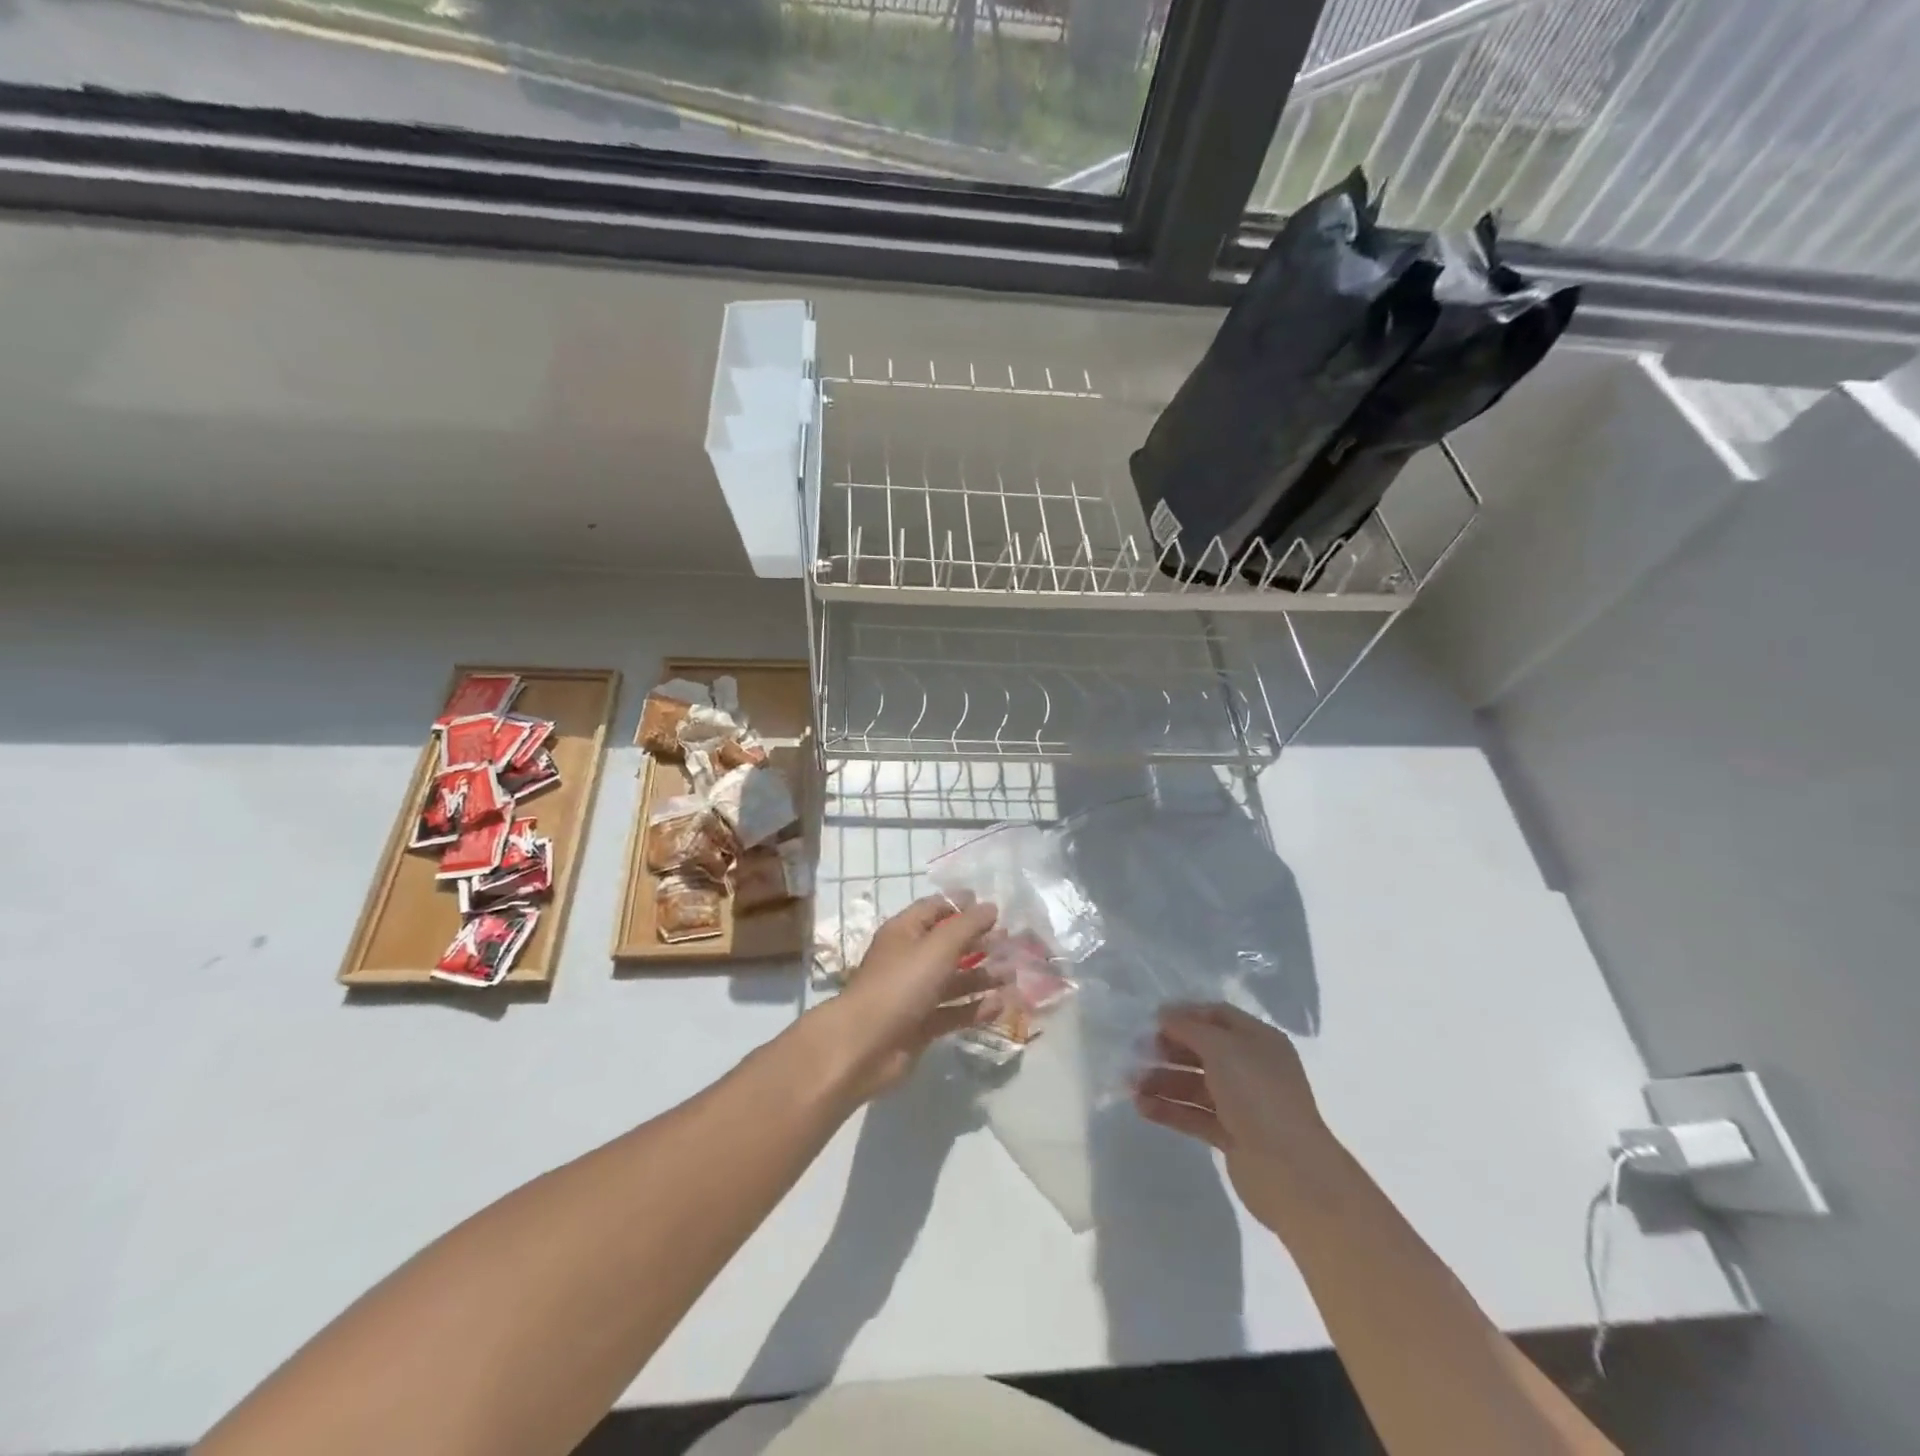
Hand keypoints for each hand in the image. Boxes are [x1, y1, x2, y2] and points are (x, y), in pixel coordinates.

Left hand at [827, 895, 1002, 1100]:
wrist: (865, 1045)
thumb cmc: (900, 984)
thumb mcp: (937, 947)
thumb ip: (967, 925)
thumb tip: (991, 906)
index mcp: (904, 932)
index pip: (934, 909)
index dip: (961, 905)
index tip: (993, 908)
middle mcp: (909, 959)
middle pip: (947, 945)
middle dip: (978, 942)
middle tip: (1010, 942)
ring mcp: (915, 994)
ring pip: (954, 980)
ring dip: (982, 976)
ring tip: (1013, 975)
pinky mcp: (922, 1025)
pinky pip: (954, 1011)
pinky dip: (975, 1008)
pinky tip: (1001, 1005)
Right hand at [1133, 1003, 1341, 1231]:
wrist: (1291, 1172)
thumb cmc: (1258, 1095)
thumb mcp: (1222, 1048)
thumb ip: (1190, 1027)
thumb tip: (1165, 1014)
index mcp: (1259, 1041)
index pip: (1217, 1016)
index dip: (1185, 1015)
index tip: (1151, 1019)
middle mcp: (1252, 1068)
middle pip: (1203, 1050)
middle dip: (1168, 1049)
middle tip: (1136, 1051)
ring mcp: (1242, 1104)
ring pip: (1195, 1084)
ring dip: (1163, 1081)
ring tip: (1130, 1084)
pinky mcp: (1231, 1135)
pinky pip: (1194, 1115)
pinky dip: (1169, 1109)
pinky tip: (1141, 1107)